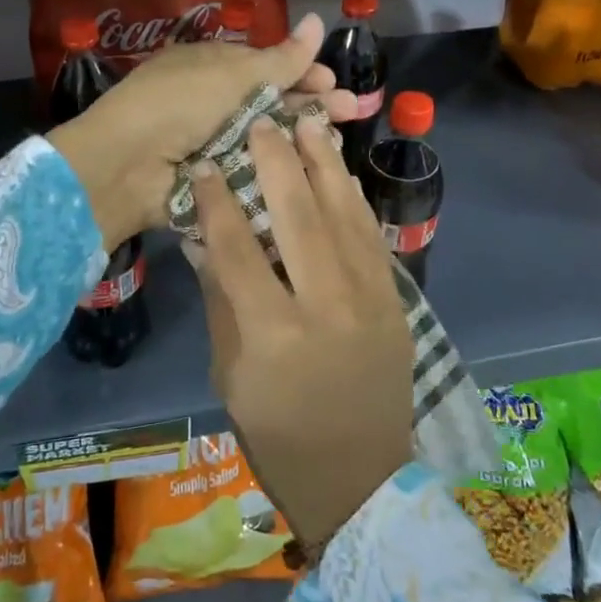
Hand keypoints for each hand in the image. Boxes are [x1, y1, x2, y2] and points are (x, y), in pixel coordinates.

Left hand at [48, 15, 356, 247]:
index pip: (267, 66)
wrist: (127, 166)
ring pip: (267, 136)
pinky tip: (311, 169)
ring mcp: (214, 141)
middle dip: (312, 103)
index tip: (333, 81)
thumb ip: (280, 58)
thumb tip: (317, 20)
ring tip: (337, 139)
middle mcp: (215, 102)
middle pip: (272, 101)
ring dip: (301, 135)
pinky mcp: (216, 178)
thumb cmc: (178, 105)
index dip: (302, 71)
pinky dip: (280, 166)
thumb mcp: (231, 75)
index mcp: (213, 67)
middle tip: (351, 111)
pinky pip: (255, 168)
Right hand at [191, 113, 413, 550]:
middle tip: (262, 122)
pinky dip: (354, 199)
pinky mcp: (396, 302)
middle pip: (299, 217)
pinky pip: (372, 237)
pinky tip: (340, 171)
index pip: (238, 249)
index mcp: (274, 333)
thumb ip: (222, 300)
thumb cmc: (278, 434)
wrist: (359, 479)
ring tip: (308, 124)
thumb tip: (205, 238)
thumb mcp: (231, 374)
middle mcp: (326, 306)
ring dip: (325, 165)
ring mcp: (370, 301)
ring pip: (345, 216)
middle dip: (278, 163)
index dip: (219, 201)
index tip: (208, 164)